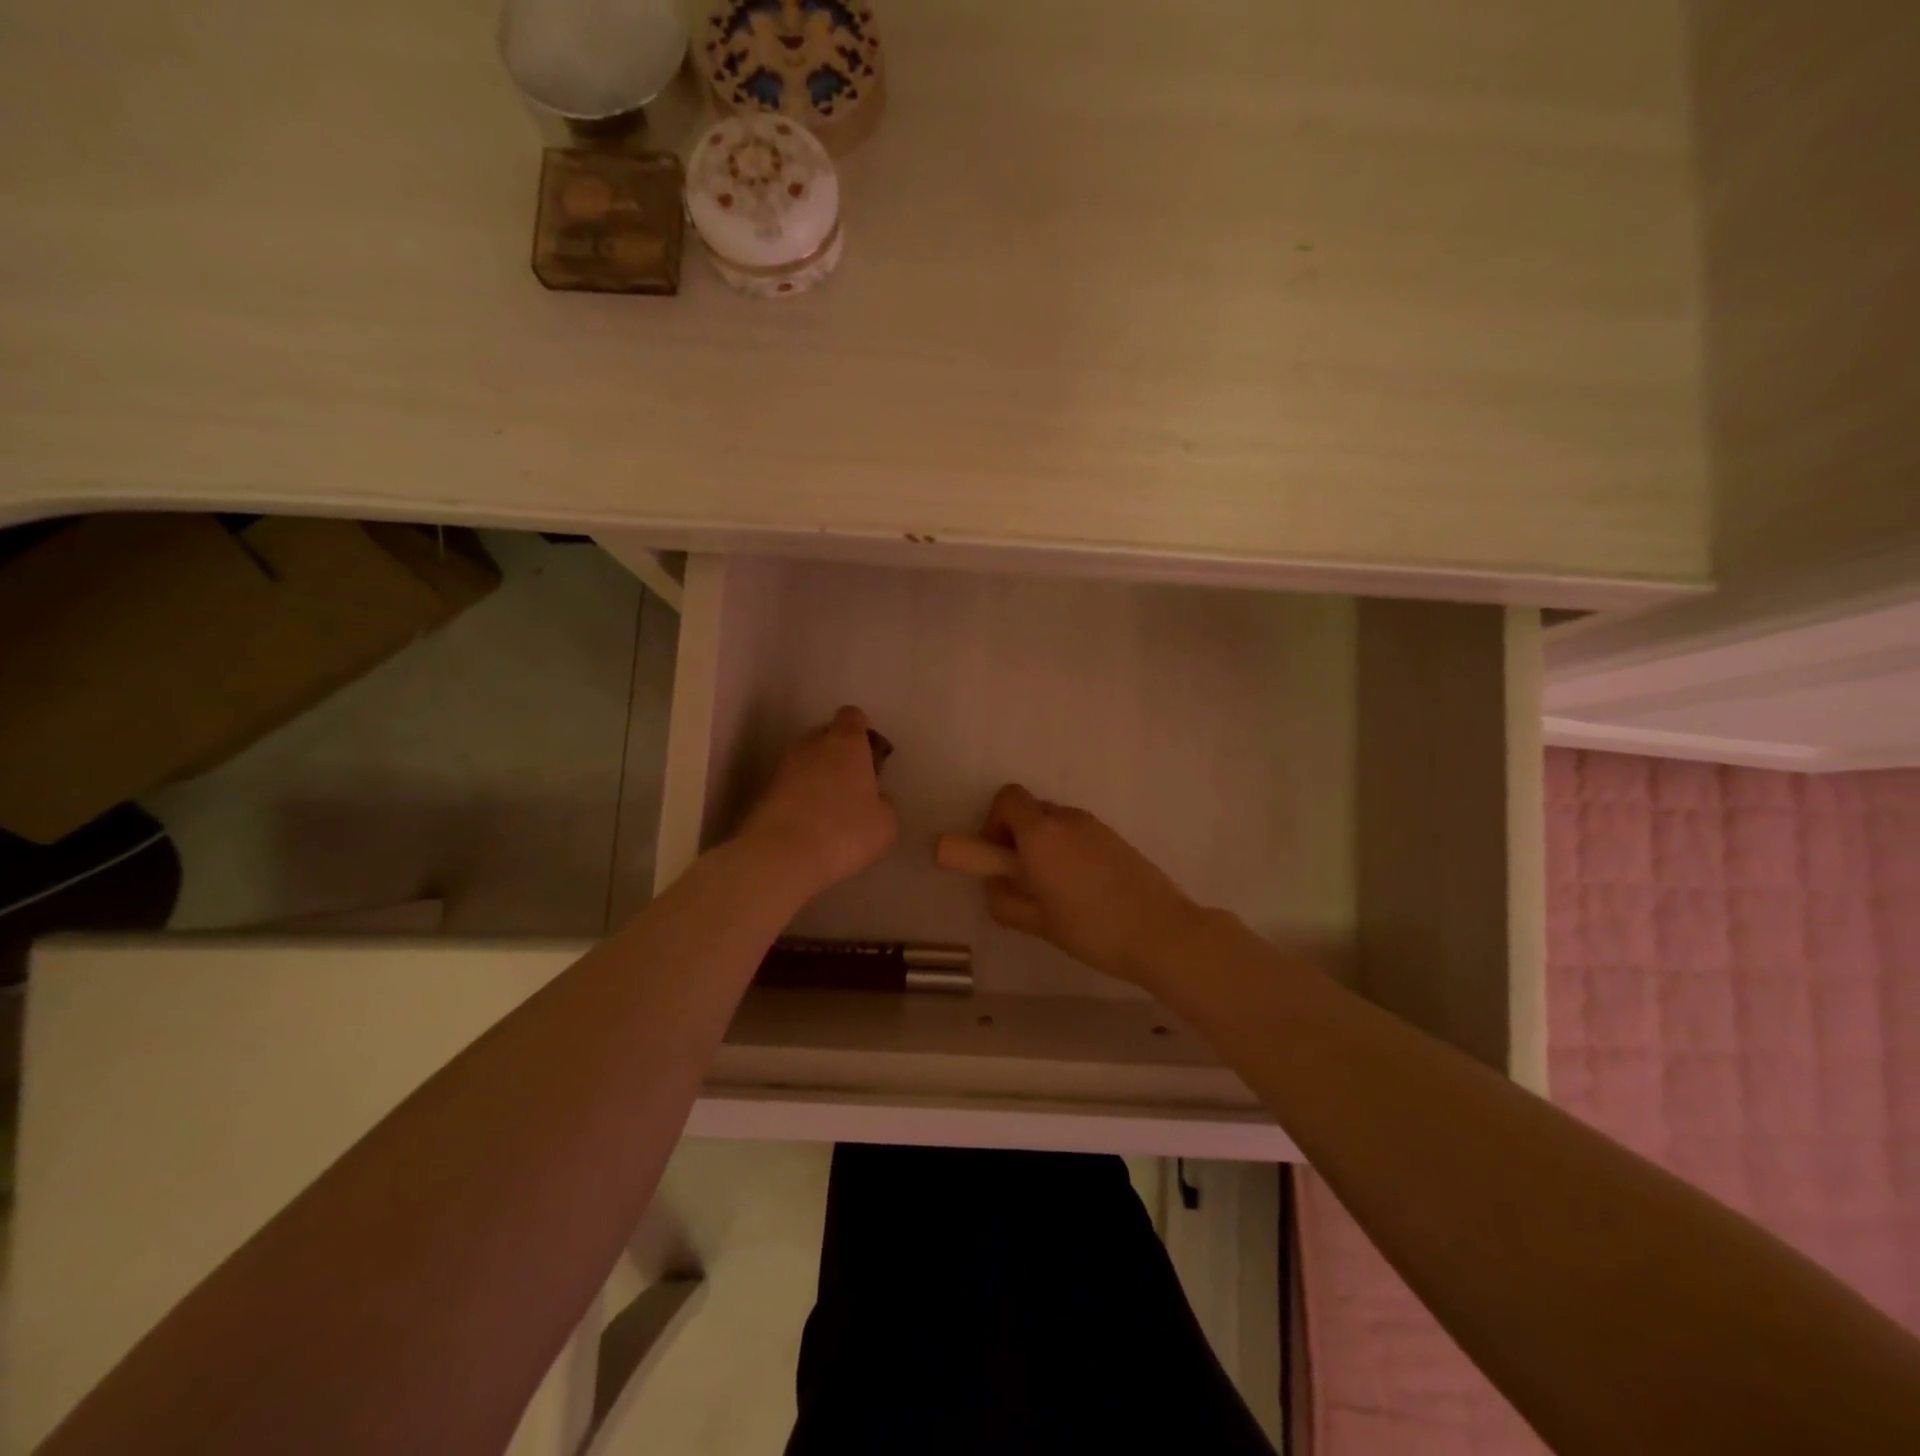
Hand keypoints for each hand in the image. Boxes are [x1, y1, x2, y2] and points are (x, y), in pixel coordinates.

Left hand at [740, 707, 898, 899]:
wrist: (780, 856)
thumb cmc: (845, 831)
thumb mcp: (885, 822)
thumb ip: (883, 801)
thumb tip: (874, 797)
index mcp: (847, 741)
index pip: (853, 717)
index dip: (864, 733)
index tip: (873, 757)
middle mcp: (812, 743)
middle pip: (827, 735)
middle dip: (840, 754)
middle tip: (855, 785)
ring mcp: (784, 765)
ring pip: (807, 760)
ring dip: (819, 775)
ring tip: (832, 808)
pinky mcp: (764, 790)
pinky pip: (791, 784)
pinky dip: (801, 796)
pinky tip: (811, 823)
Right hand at [977, 784, 1202, 989]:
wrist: (1162, 932)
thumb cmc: (1091, 929)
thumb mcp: (1037, 923)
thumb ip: (1004, 900)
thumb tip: (995, 884)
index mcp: (1041, 834)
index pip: (1008, 798)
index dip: (994, 821)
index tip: (998, 856)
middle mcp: (1067, 819)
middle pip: (1031, 809)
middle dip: (1018, 836)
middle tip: (1023, 877)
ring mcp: (1096, 826)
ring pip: (1057, 823)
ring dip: (1045, 844)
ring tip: (1054, 889)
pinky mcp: (1117, 838)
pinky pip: (1080, 834)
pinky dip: (1069, 850)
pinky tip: (1083, 889)